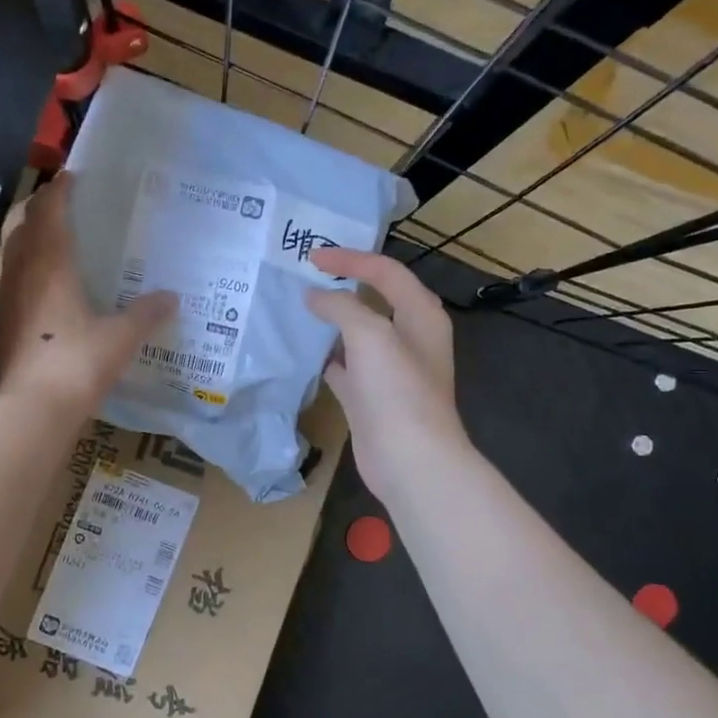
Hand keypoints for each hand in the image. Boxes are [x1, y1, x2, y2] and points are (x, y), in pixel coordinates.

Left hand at [0, 174, 174, 417]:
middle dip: (40, 211)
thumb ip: (146, 314)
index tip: (72, 178)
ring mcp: (5, 299)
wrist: (33, 410)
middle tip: (65, 209)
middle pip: (23, 226)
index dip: (59, 190)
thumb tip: (171, 298)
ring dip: (28, 240)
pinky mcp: (1, 325)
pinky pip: (10, 283)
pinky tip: (43, 291)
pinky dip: (24, 273)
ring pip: (11, 254)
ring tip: (53, 244)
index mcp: (50, 265)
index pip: (49, 211)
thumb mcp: (121, 338)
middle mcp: (21, 273)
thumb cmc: (78, 363)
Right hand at [305, 249, 469, 500]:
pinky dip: (325, 355)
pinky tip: (300, 350)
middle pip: (374, 299)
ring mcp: (388, 370)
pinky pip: (344, 365)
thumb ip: (341, 307)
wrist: (410, 460)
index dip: (351, 259)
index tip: (312, 257)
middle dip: (342, 285)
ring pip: (356, 333)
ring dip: (330, 320)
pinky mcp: (369, 396)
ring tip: (296, 307)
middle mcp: (408, 338)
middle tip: (305, 274)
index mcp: (421, 316)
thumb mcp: (371, 335)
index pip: (386, 272)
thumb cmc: (397, 390)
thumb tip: (314, 296)